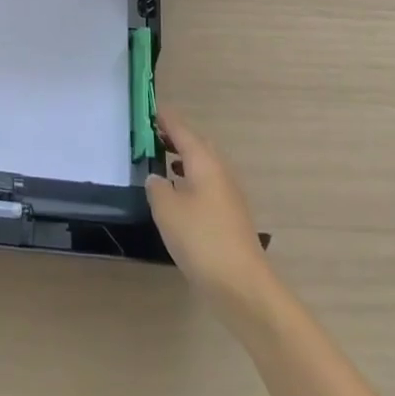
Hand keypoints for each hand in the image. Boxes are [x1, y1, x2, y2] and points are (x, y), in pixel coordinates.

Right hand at [146, 110, 274, 318]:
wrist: (243, 287)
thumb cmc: (202, 240)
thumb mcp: (167, 210)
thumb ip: (157, 187)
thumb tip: (156, 178)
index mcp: (204, 163)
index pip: (182, 130)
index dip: (166, 119)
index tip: (151, 109)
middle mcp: (220, 172)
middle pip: (198, 144)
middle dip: (177, 136)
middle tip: (154, 134)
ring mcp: (229, 195)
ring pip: (205, 165)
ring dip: (184, 158)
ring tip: (163, 160)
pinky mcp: (231, 216)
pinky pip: (208, 184)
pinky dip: (191, 179)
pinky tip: (179, 195)